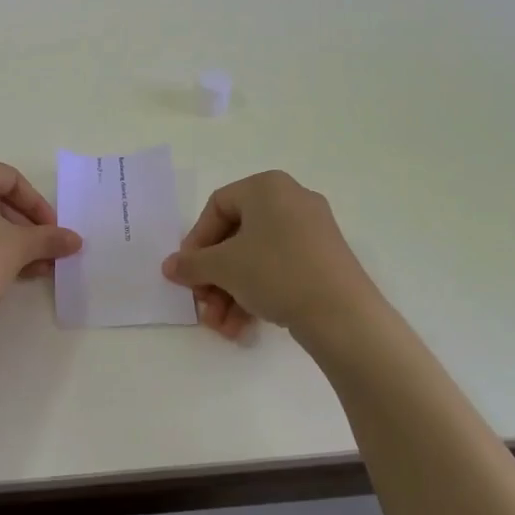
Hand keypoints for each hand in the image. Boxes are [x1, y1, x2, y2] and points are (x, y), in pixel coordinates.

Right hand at [160, 171, 381, 343]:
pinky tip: (243, 327)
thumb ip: (191, 264)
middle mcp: (291, 200)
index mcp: (267, 187)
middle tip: (203, 305)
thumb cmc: (276, 272)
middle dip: (214, 277)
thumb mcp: (223, 267)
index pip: (216, 207)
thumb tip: (170, 267)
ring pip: (256, 259)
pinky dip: (257, 294)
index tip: (187, 272)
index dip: (196, 242)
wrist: (344, 315)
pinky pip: (279, 269)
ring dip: (231, 293)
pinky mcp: (324, 260)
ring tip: (222, 328)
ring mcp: (312, 231)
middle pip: (236, 237)